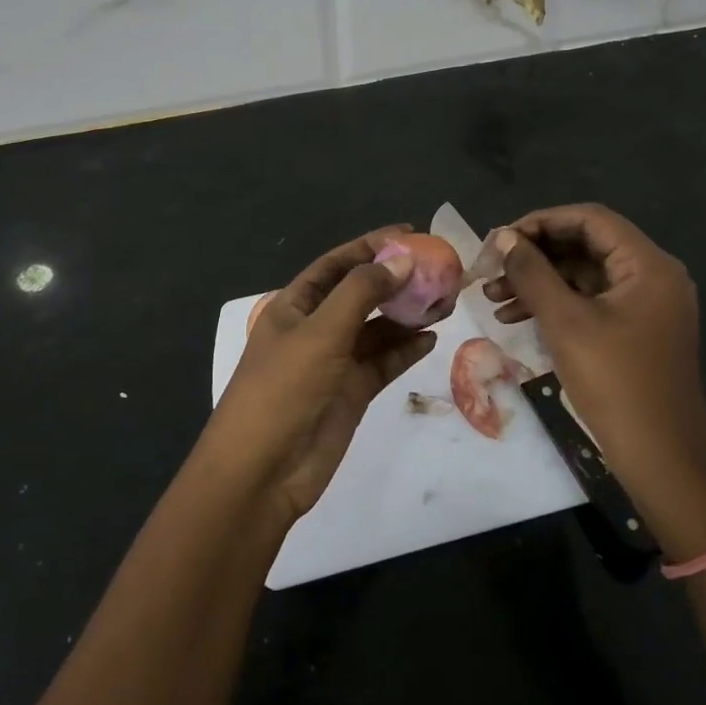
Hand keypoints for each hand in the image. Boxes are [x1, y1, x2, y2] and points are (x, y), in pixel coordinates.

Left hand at [203, 226, 437, 522]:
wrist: (261, 472)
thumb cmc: (283, 389)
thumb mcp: (321, 332)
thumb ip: (362, 292)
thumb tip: (402, 259)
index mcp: (295, 305)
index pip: (336, 264)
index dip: (370, 246)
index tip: (409, 232)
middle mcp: (315, 328)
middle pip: (360, 294)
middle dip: (395, 280)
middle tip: (437, 269)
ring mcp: (334, 362)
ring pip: (377, 328)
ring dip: (406, 314)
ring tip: (443, 301)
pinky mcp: (351, 392)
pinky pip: (383, 362)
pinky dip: (405, 350)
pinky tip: (431, 338)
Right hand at [483, 204, 705, 502]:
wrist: (661, 458)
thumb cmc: (615, 382)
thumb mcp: (565, 322)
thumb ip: (532, 272)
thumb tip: (502, 237)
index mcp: (648, 265)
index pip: (590, 219)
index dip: (540, 222)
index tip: (500, 239)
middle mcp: (652, 276)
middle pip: (585, 245)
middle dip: (535, 255)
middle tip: (492, 269)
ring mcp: (646, 305)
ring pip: (583, 275)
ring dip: (538, 282)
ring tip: (493, 298)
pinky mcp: (635, 330)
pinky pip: (590, 302)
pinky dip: (555, 305)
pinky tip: (515, 318)